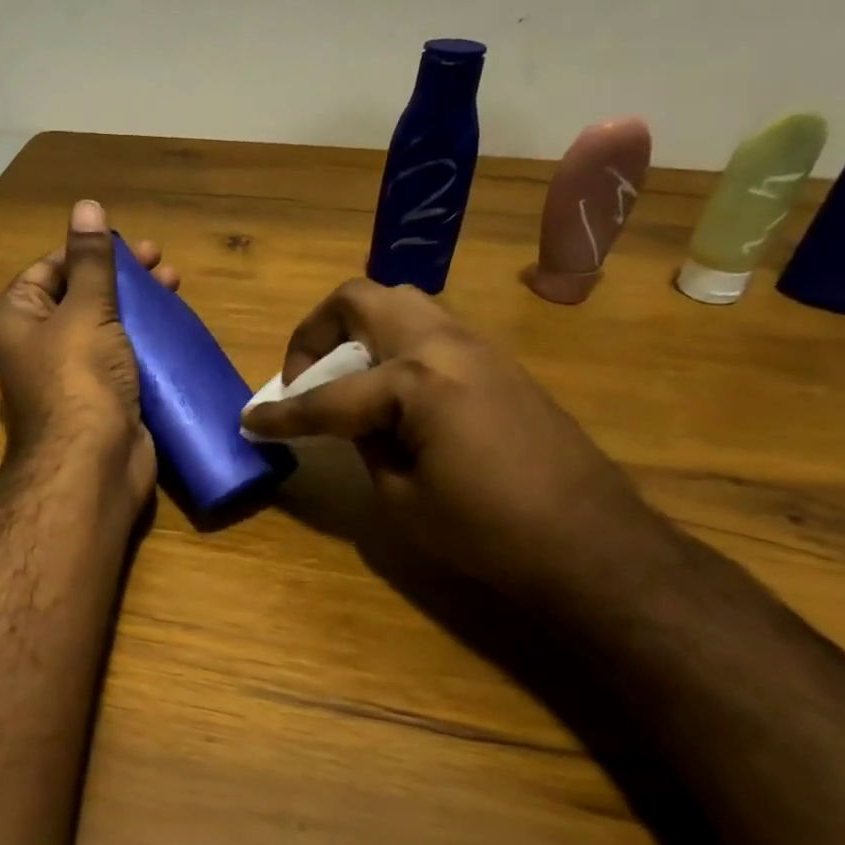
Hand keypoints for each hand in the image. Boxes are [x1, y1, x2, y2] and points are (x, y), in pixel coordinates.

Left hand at [0, 200, 176, 500]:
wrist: (92, 463)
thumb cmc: (80, 376)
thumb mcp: (86, 308)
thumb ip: (90, 259)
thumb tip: (86, 206)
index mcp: (18, 317)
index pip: (51, 268)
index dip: (90, 251)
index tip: (133, 246)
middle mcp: (37, 342)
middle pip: (81, 294)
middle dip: (123, 277)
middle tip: (163, 264)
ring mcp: (69, 372)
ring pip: (105, 325)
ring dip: (138, 305)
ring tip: (176, 287)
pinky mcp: (100, 395)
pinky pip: (121, 355)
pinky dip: (144, 339)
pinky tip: (173, 326)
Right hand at [240, 279, 675, 608]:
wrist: (594, 544)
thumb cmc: (490, 531)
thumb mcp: (402, 498)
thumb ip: (366, 444)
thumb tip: (354, 425)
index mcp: (416, 379)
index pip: (328, 396)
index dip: (282, 414)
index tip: (250, 421)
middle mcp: (444, 344)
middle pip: (361, 300)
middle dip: (315, 332)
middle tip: (302, 376)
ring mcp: (477, 346)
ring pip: (400, 305)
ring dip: (358, 332)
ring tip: (344, 380)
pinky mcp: (498, 362)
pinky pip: (429, 331)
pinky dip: (393, 348)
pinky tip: (392, 395)